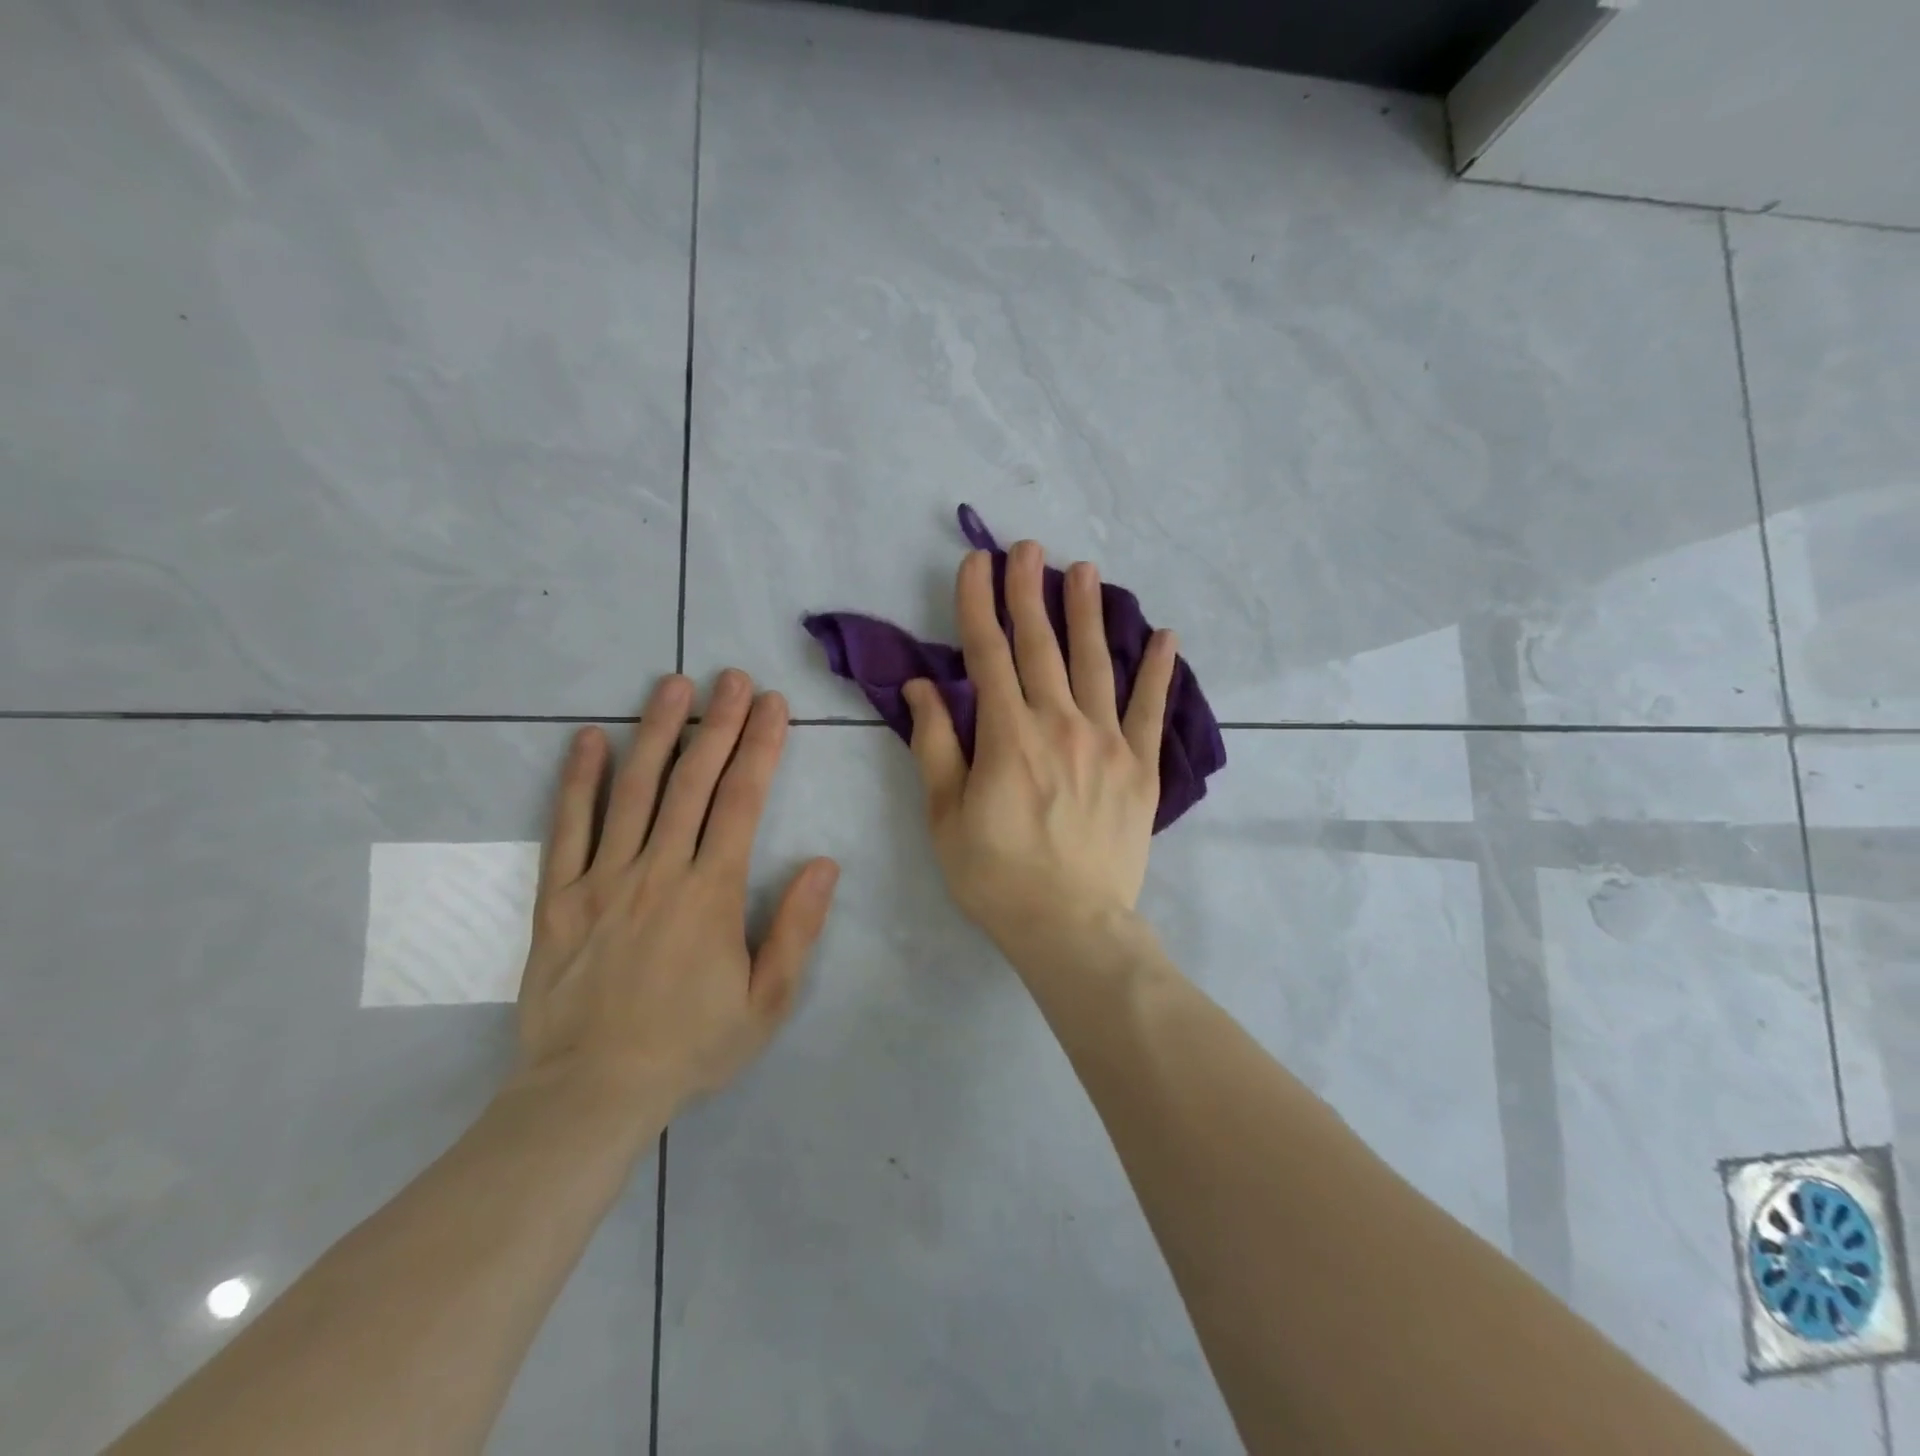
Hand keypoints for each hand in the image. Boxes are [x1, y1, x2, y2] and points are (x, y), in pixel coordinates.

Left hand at [513, 670, 839, 1116]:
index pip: (742, 802)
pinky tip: (589, 739)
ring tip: (672, 684)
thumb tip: (825, 863)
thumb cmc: (689, 1048)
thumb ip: (796, 928)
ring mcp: (602, 879)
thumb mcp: (766, 1002)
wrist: (589, 1094)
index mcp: (711, 893)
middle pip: (691, 781)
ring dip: (655, 731)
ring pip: (633, 790)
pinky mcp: (558, 897)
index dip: (761, 748)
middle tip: (732, 677)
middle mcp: (658, 871)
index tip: (773, 705)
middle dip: (718, 723)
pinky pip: (567, 828)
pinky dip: (579, 780)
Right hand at [903, 541, 1175, 954]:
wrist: (1069, 926)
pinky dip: (1158, 671)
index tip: (976, 563)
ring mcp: (1107, 743)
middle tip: (1027, 548)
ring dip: (1087, 613)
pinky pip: (1150, 709)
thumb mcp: (945, 816)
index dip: (978, 604)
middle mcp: (1059, 724)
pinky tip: (1165, 636)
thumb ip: (935, 745)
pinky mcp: (1140, 767)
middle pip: (1041, 646)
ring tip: (1084, 570)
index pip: (987, 654)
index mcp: (1007, 736)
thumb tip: (924, 687)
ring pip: (1095, 663)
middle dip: (1029, 592)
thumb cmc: (995, 875)